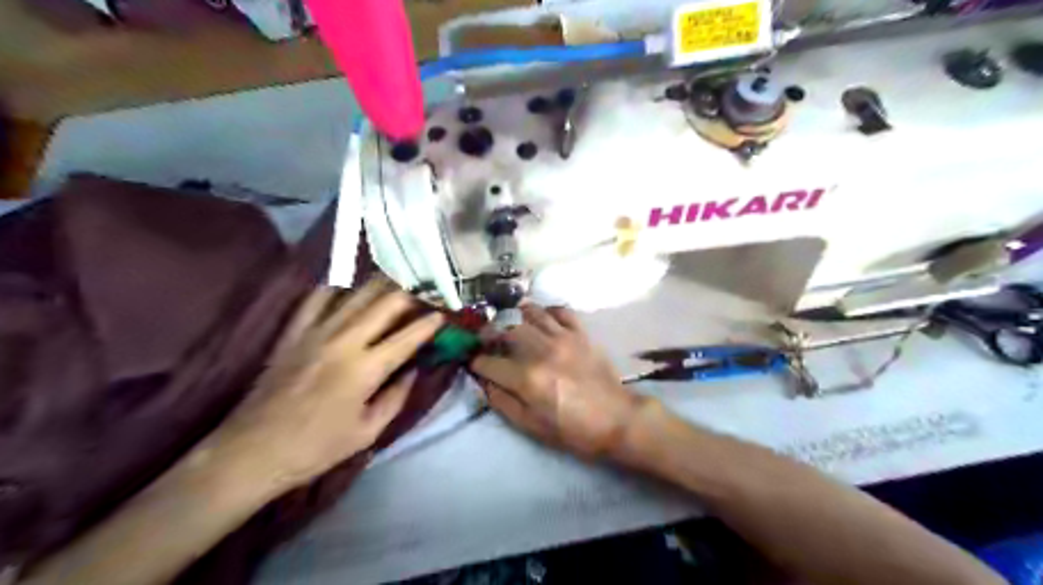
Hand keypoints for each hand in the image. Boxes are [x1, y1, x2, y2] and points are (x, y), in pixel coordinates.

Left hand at [213, 280, 440, 491]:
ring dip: (379, 287)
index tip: (443, 315)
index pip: (407, 337)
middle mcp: (344, 341)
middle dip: (409, 295)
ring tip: (394, 286)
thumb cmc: (317, 448)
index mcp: (366, 369)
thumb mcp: (368, 432)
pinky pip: (315, 300)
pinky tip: (346, 292)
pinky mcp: (292, 333)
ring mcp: (315, 333)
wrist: (252, 451)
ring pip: (355, 294)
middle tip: (422, 296)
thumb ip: (396, 397)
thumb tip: (413, 370)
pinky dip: (335, 291)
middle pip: (385, 303)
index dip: (429, 324)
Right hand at [471, 305, 645, 460]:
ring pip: (531, 314)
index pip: (488, 362)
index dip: (476, 362)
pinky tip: (543, 319)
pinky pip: (561, 311)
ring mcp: (563, 338)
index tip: (474, 363)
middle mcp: (541, 351)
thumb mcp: (530, 426)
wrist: (616, 420)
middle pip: (506, 331)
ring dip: (517, 318)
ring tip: (513, 325)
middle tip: (489, 341)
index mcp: (526, 378)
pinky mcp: (581, 333)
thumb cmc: (572, 429)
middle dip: (491, 335)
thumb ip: (502, 402)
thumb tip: (484, 382)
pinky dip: (548, 311)